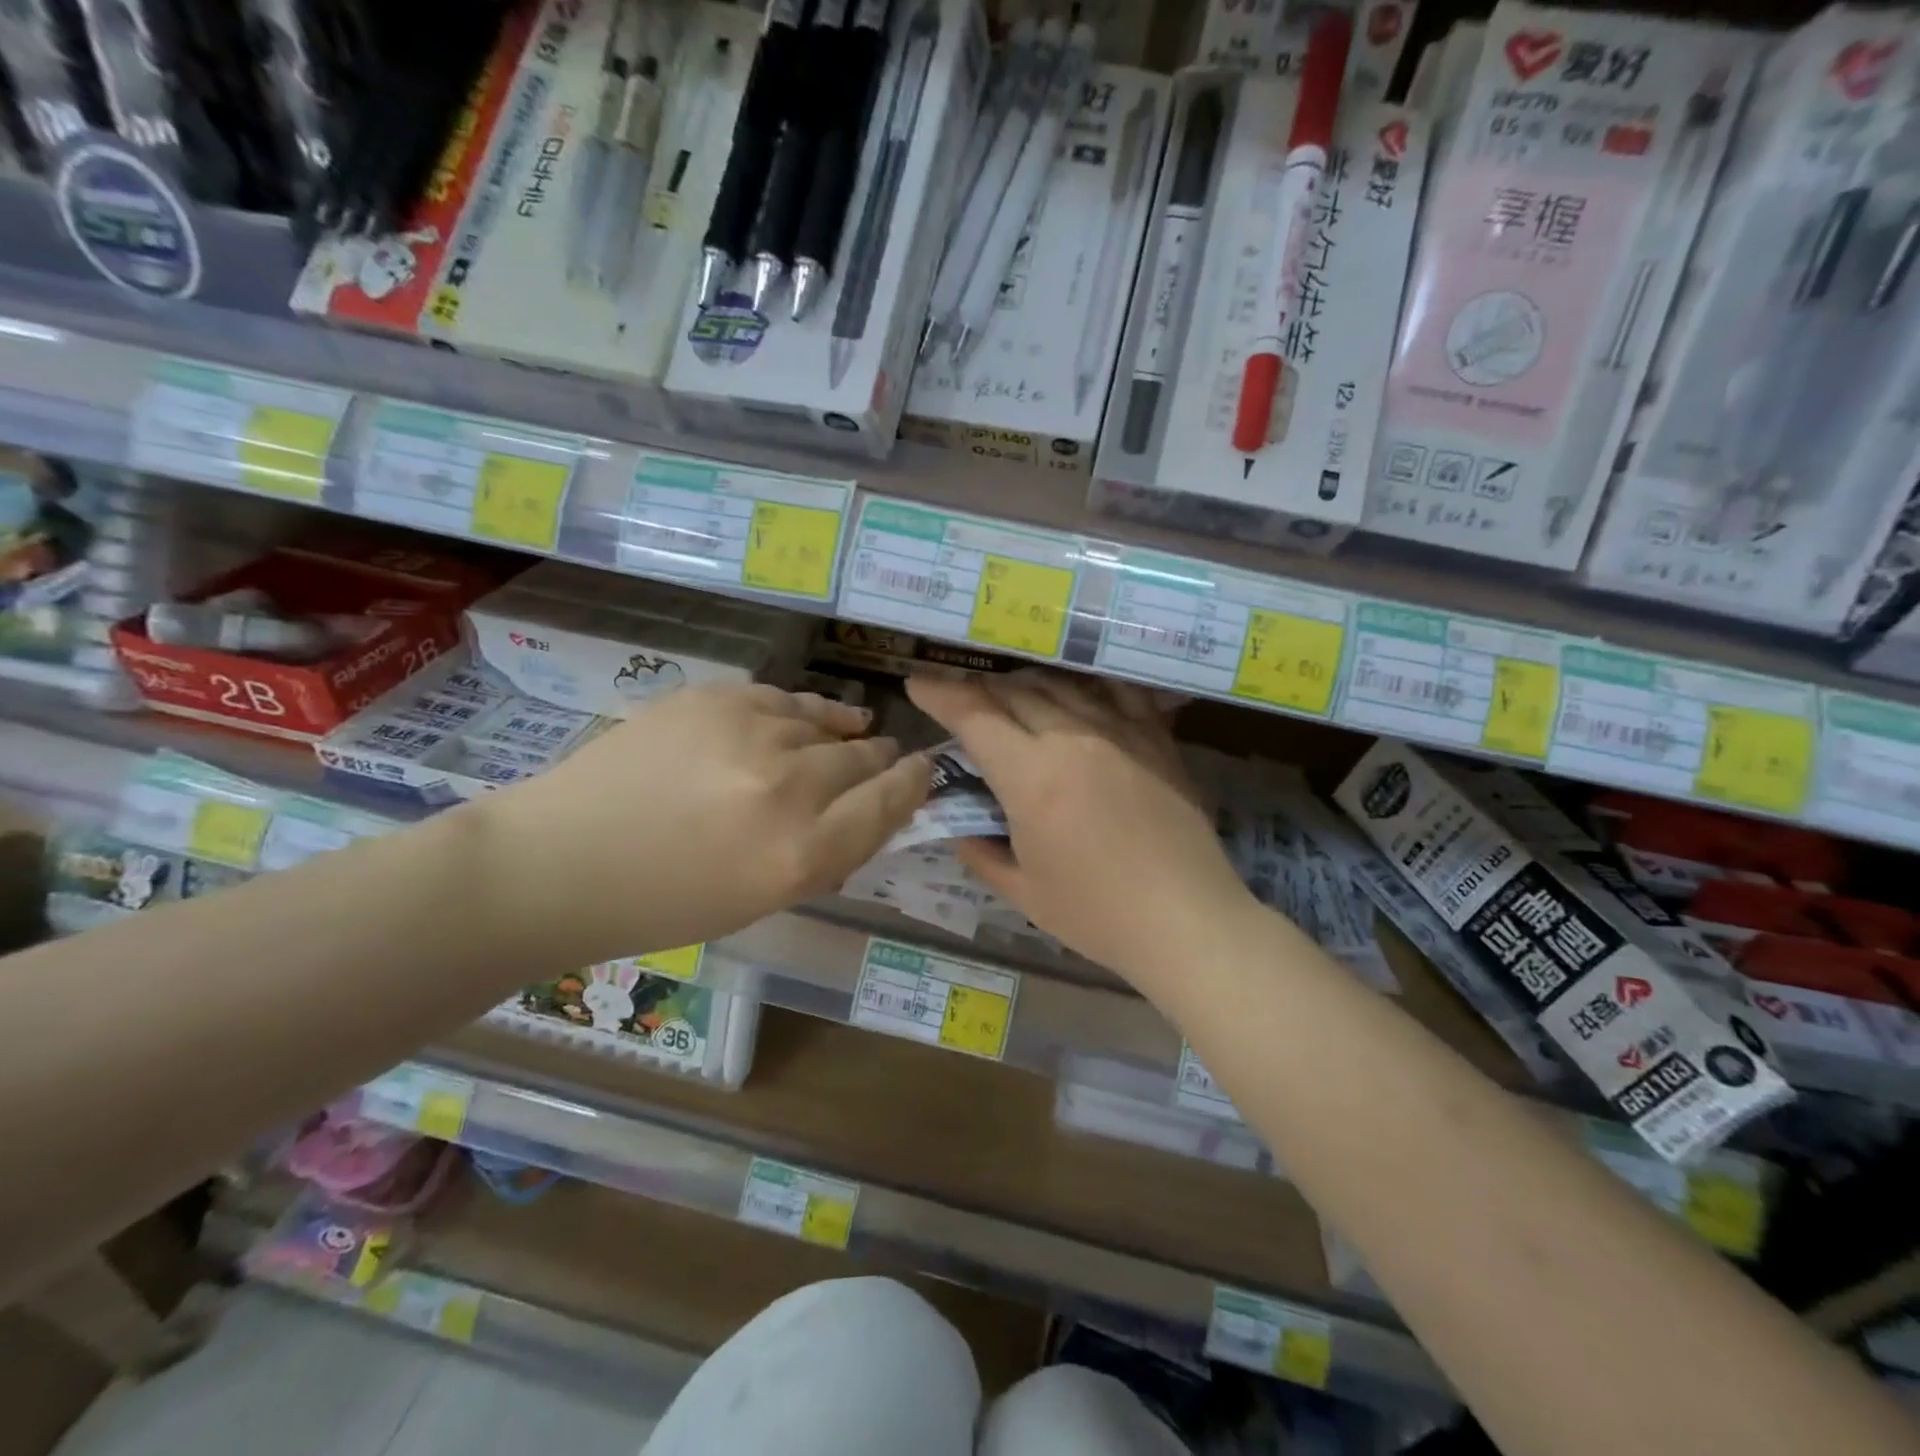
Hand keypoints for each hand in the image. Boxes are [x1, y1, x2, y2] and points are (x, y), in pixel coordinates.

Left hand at [477, 684, 930, 965]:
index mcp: (802, 854)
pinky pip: (785, 698)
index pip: (891, 803)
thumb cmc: (663, 904)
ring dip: (843, 735)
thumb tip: (874, 809)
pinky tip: (806, 720)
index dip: (914, 784)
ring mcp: (750, 732)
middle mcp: (788, 787)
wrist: (559, 862)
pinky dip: (803, 712)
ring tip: (851, 735)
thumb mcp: (763, 900)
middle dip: (881, 761)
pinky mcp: (715, 697)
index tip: (923, 772)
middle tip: (884, 761)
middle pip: (866, 758)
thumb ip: (828, 853)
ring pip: (828, 722)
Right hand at [906, 672, 1257, 987]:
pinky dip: (1088, 683)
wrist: (1187, 920)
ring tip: (1009, 692)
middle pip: (1015, 692)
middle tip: (960, 696)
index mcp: (1032, 777)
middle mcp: (1073, 739)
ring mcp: (1120, 732)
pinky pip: (1118, 691)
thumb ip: (980, 851)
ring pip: (1062, 685)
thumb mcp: (1023, 892)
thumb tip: (958, 826)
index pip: (974, 716)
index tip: (918, 682)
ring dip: (1025, 682)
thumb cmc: (1097, 915)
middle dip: (978, 688)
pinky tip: (1078, 687)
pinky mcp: (1156, 738)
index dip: (940, 694)